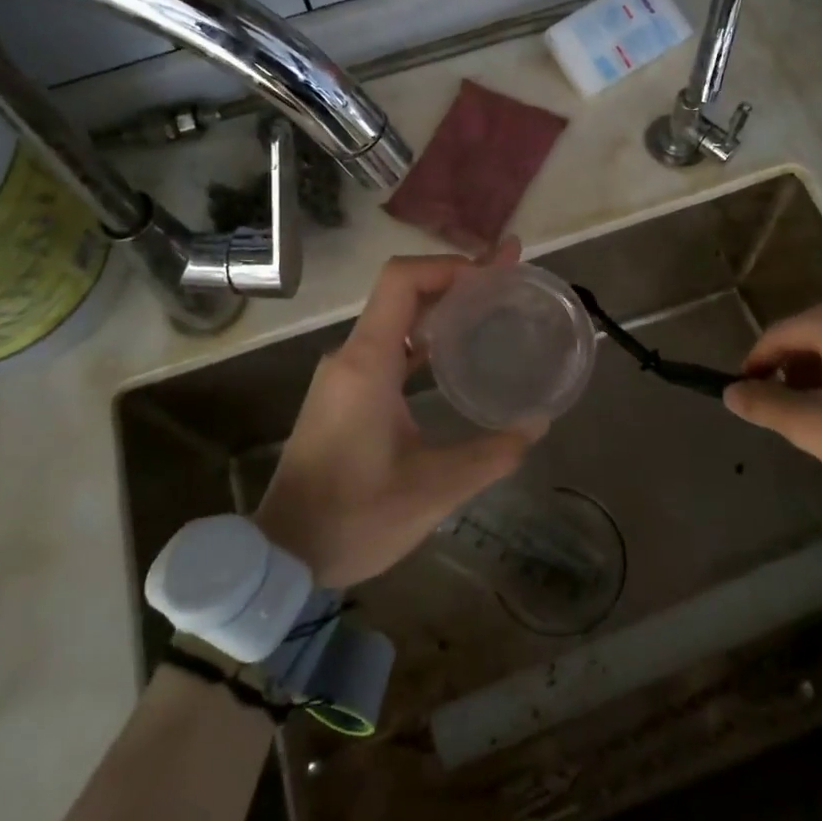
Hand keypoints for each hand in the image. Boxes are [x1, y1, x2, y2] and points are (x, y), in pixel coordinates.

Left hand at [255, 243, 545, 587]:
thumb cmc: (354, 518)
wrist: (284, 555)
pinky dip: (423, 337)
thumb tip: (537, 425)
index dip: (449, 266)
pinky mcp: (345, 394)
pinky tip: (456, 351)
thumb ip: (490, 455)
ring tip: (492, 305)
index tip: (494, 273)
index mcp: (367, 363)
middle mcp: (351, 356)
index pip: (402, 280)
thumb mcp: (432, 490)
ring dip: (441, 308)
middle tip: (509, 276)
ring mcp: (344, 375)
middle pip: (403, 293)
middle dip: (456, 280)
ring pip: (395, 319)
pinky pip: (387, 347)